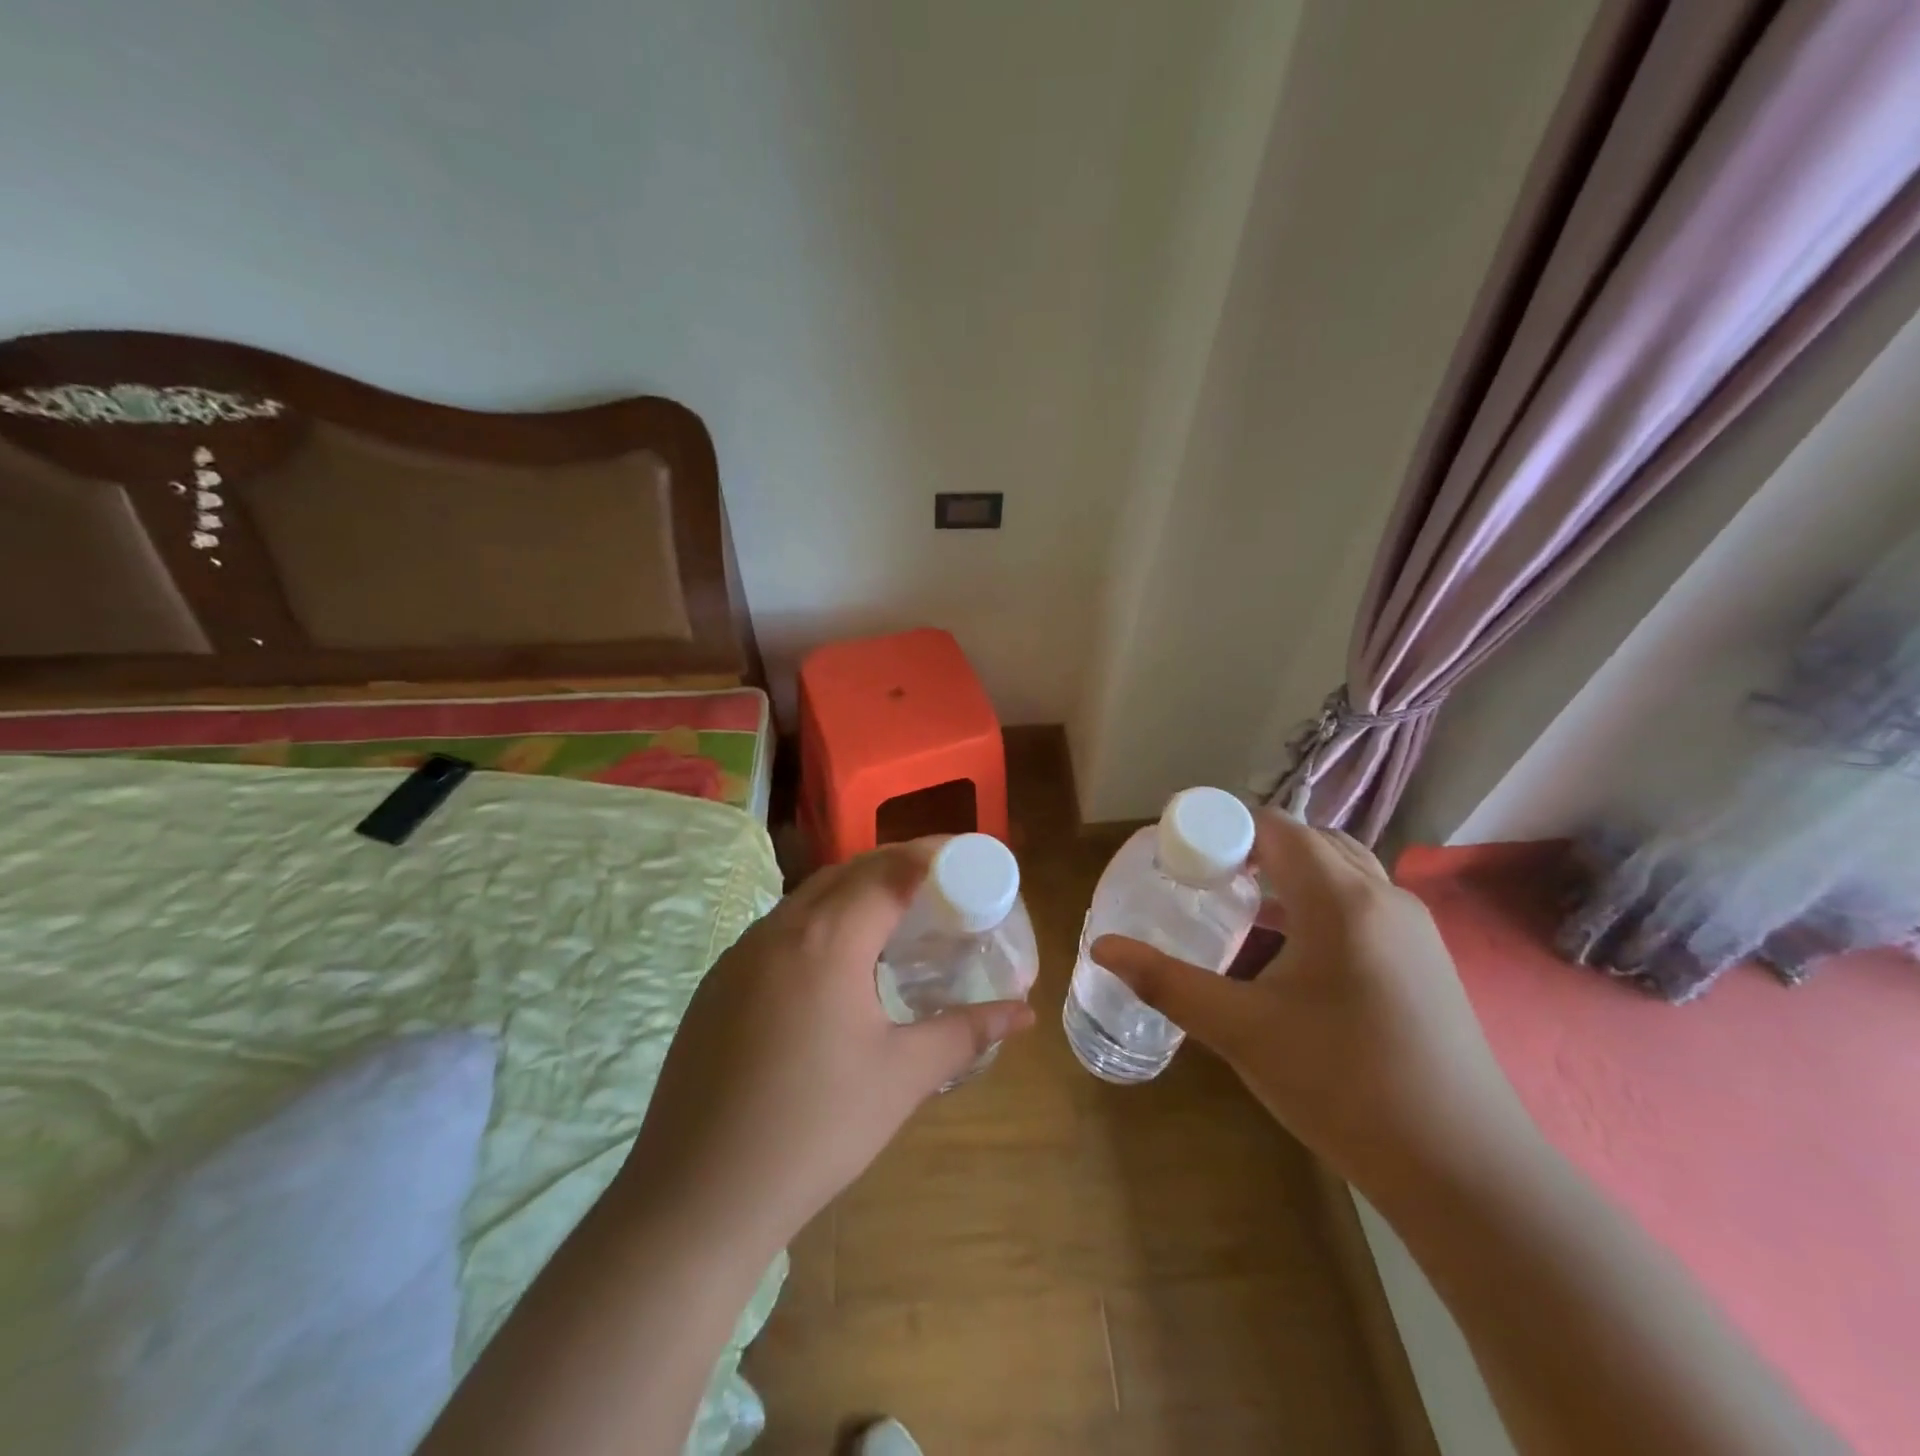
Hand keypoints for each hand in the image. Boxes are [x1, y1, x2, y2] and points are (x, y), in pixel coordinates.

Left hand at [621, 839, 1034, 1251]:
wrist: (698, 1196)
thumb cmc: (815, 1129)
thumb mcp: (903, 1077)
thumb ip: (965, 1032)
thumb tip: (1021, 1012)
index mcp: (828, 939)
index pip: (891, 870)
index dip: (934, 855)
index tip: (969, 857)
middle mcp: (780, 928)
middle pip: (849, 870)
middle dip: (898, 865)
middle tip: (941, 885)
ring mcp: (740, 953)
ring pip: (809, 896)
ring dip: (855, 891)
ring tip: (895, 918)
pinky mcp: (718, 982)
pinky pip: (779, 928)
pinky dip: (820, 921)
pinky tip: (835, 964)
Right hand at [1092, 812, 1533, 1201]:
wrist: (1463, 1168)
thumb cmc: (1343, 1086)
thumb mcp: (1241, 1031)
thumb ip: (1167, 982)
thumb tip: (1102, 948)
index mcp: (1340, 899)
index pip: (1276, 827)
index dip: (1225, 826)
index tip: (1181, 850)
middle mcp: (1383, 897)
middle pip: (1310, 841)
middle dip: (1254, 846)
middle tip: (1205, 875)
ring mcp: (1414, 928)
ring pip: (1342, 870)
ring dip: (1291, 873)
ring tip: (1242, 903)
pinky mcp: (1426, 960)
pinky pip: (1363, 902)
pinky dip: (1320, 900)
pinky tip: (1293, 949)